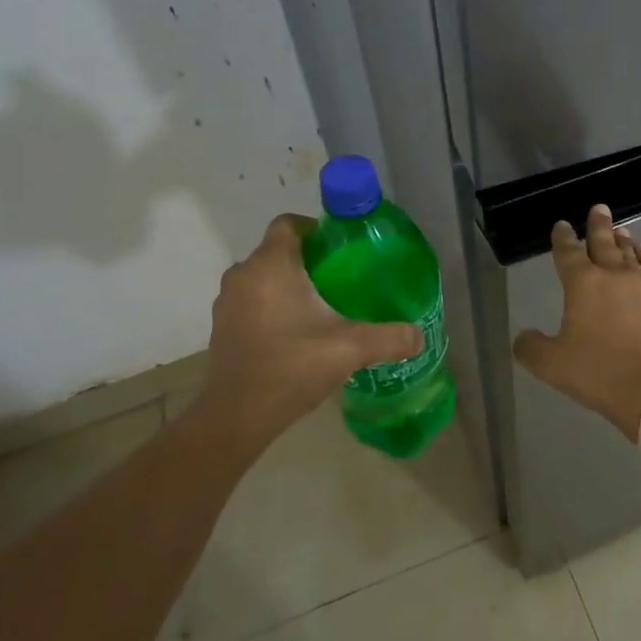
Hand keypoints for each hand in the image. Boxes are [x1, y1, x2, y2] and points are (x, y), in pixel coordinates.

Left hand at [194, 214, 422, 448]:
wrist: (236, 416)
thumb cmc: (291, 367)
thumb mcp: (350, 349)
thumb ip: (389, 338)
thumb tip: (418, 336)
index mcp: (271, 265)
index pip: (289, 223)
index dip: (316, 229)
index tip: (341, 249)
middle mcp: (243, 275)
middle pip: (278, 250)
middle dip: (308, 260)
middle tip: (342, 280)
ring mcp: (228, 302)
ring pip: (263, 277)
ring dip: (288, 284)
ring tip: (322, 306)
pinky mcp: (222, 327)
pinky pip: (252, 301)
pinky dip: (272, 306)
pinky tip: (297, 333)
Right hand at [514, 204, 640, 440]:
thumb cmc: (598, 373)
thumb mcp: (552, 365)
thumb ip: (531, 348)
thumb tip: (523, 337)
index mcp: (582, 284)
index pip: (568, 253)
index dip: (563, 238)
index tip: (561, 225)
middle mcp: (613, 276)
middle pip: (603, 243)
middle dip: (597, 226)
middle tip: (598, 208)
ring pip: (631, 254)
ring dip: (622, 240)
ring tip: (620, 230)